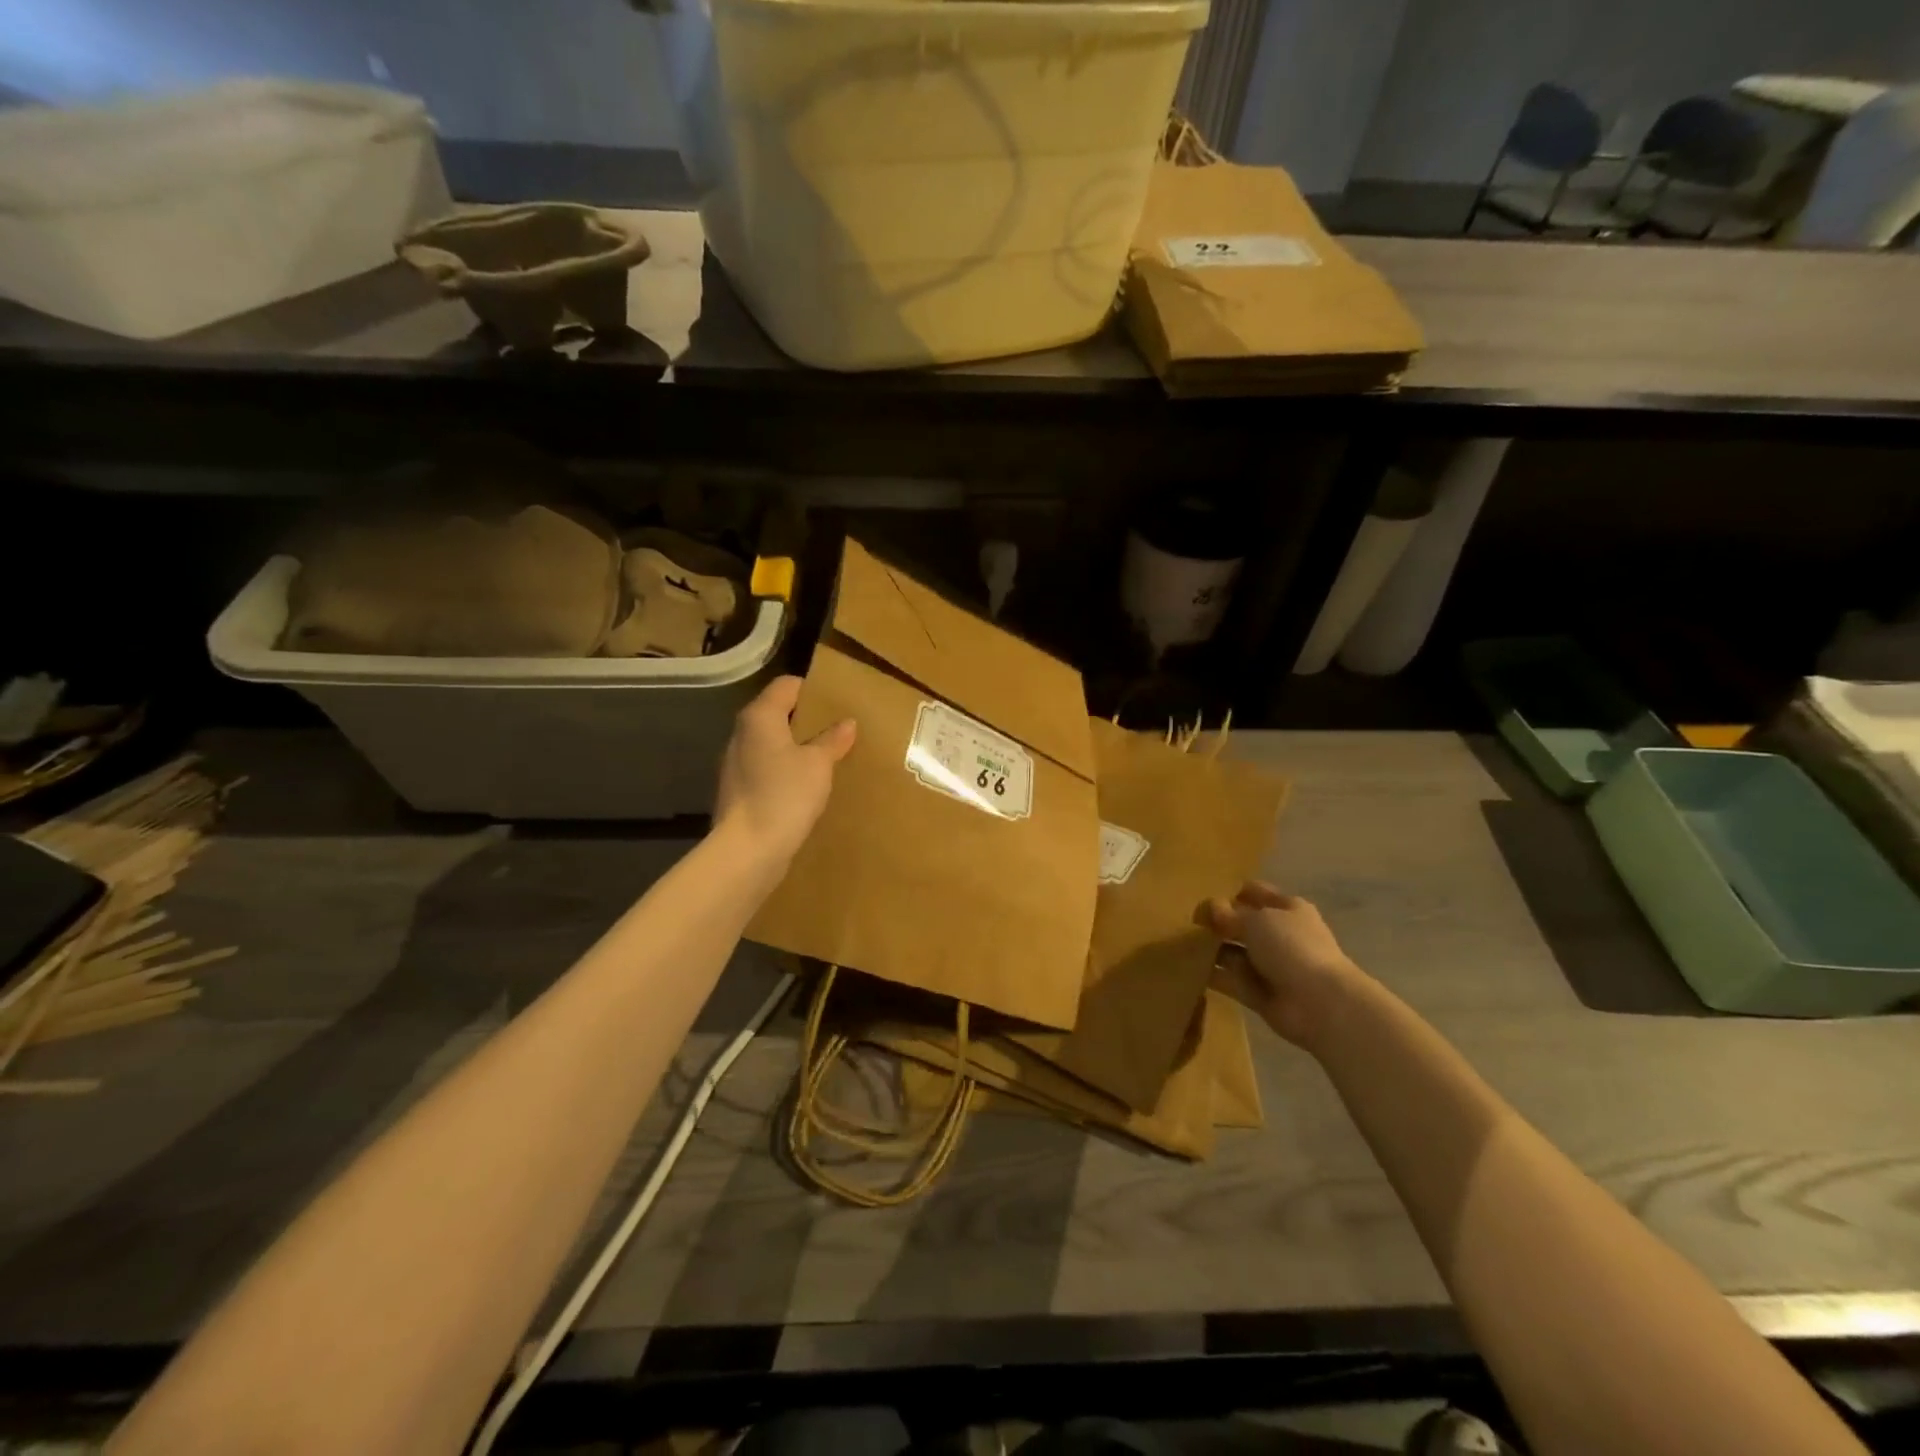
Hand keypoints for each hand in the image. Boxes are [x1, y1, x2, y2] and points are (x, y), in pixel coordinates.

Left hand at [714, 676, 855, 868]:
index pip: (786, 685)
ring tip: (826, 760)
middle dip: (807, 721)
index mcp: (760, 717)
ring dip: (796, 749)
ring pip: (771, 744)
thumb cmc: (784, 794)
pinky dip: (786, 772)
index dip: (813, 690)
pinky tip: (806, 788)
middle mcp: (742, 734)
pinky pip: (767, 770)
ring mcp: (736, 764)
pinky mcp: (738, 791)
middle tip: (838, 731)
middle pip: (777, 714)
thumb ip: (832, 740)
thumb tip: (846, 723)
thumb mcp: (818, 764)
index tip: (838, 702)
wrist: (748, 850)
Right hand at [1198, 883, 1368, 1048]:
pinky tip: (1188, 967)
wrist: (1320, 1004)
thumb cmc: (1291, 947)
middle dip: (1217, 922)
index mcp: (1287, 908)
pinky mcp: (1258, 993)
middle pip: (1242, 923)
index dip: (1229, 892)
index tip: (1202, 897)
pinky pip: (1229, 979)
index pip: (1254, 892)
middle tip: (1187, 921)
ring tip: (1180, 943)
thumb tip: (1207, 909)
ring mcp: (1269, 965)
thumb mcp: (1256, 920)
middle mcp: (1279, 935)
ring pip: (1233, 952)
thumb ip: (1228, 914)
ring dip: (1211, 948)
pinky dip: (1211, 975)